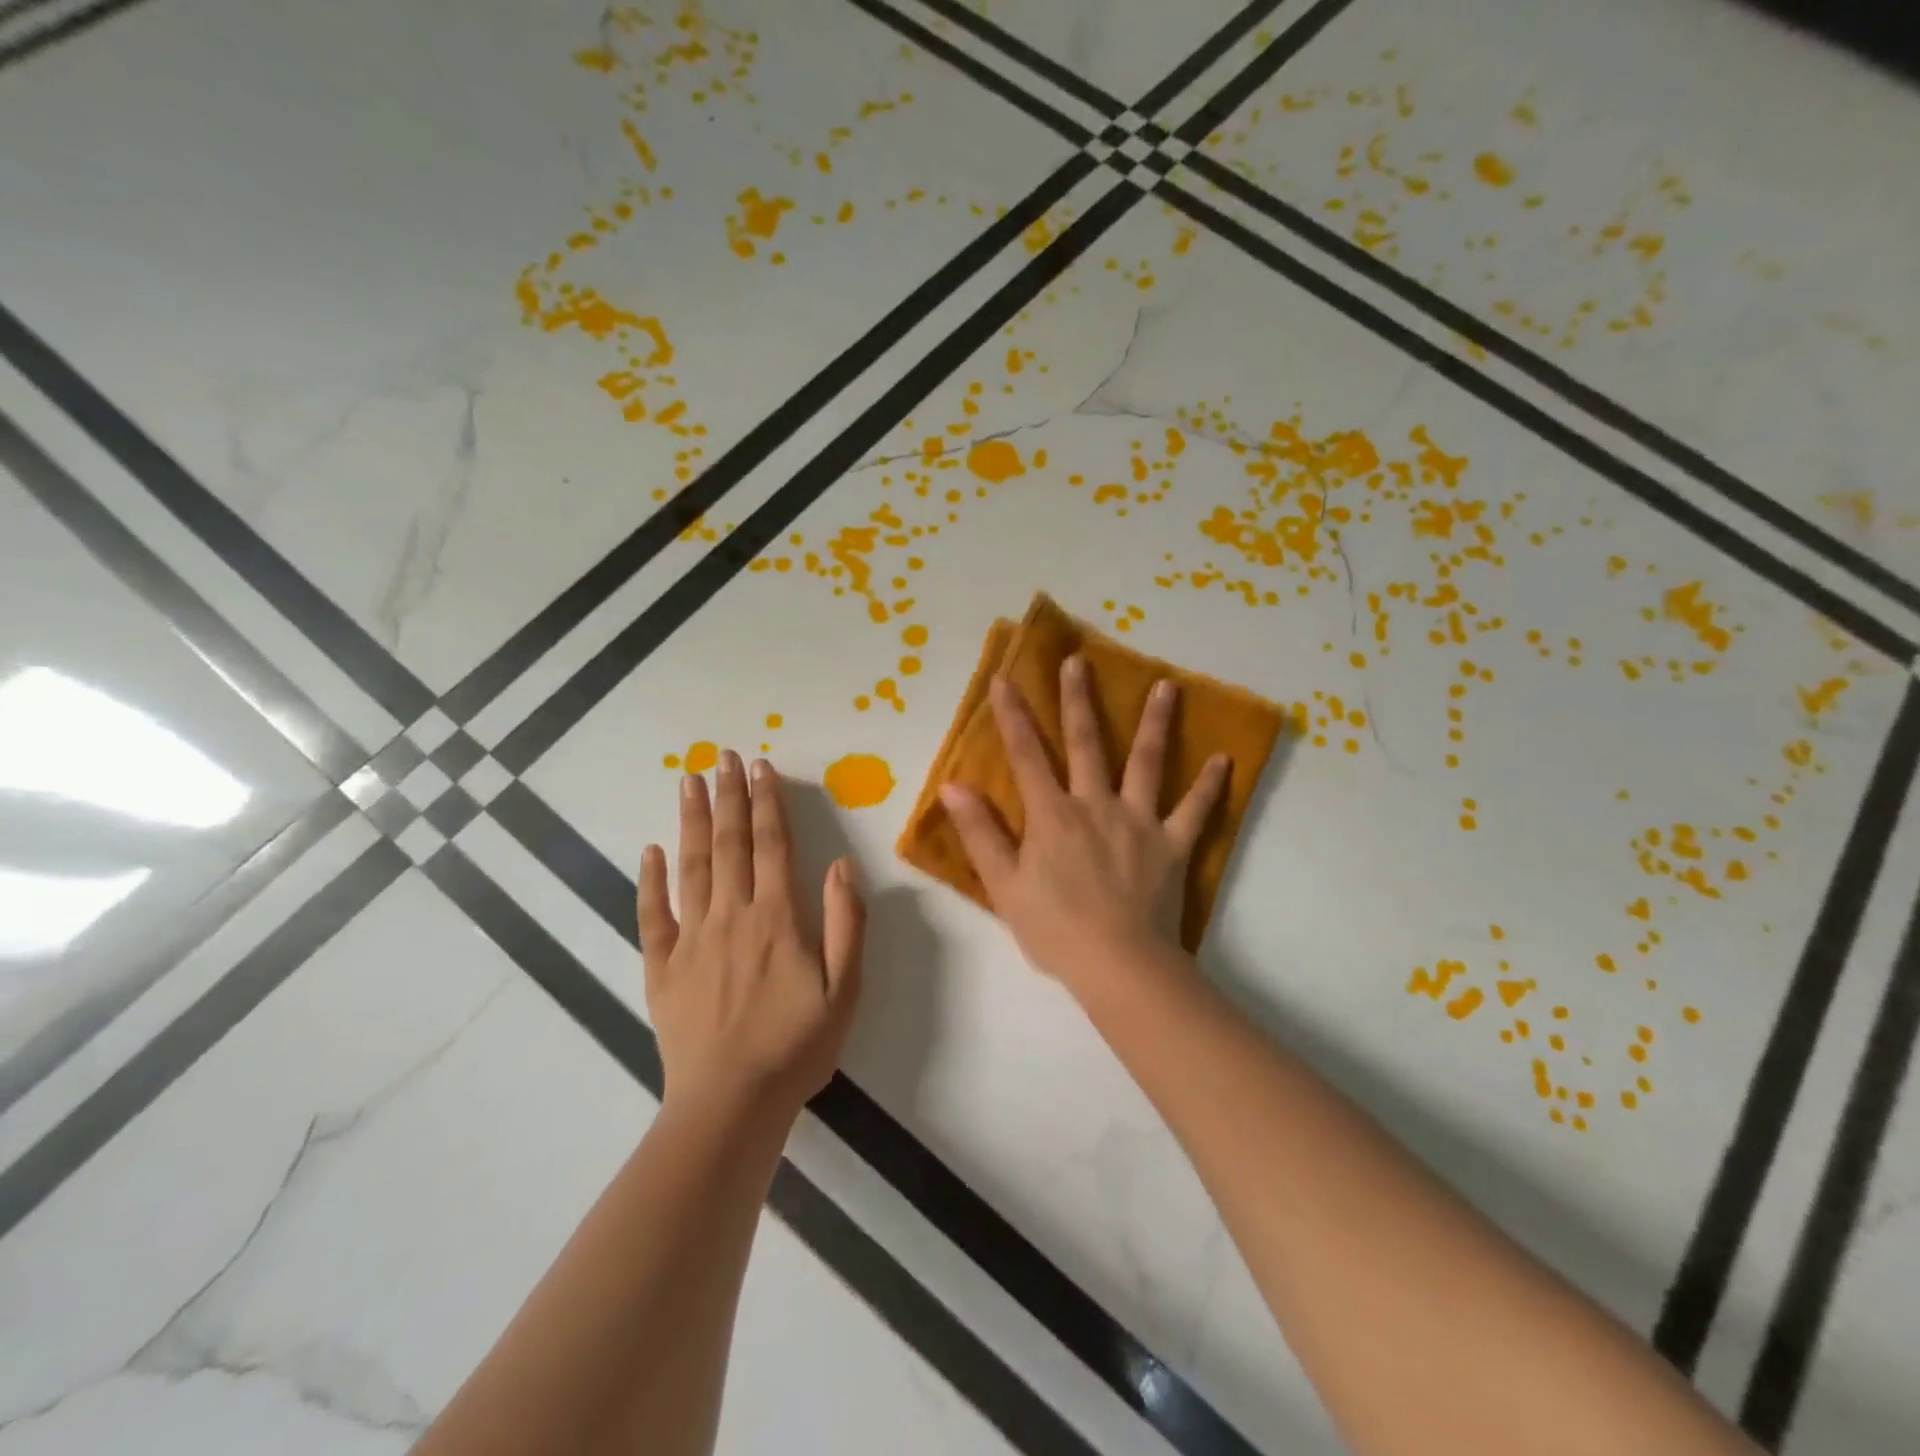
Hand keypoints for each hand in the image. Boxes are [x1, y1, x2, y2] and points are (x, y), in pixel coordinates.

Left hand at [638, 751, 865, 1123]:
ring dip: (692, 820)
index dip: (767, 803)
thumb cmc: (796, 1046)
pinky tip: (650, 850)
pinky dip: (650, 880)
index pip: (771, 845)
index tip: (760, 767)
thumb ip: (845, 922)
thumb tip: (840, 864)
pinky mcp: (662, 967)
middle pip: (729, 844)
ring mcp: (691, 939)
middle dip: (728, 796)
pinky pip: (652, 915)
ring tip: (688, 781)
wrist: (730, 1105)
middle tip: (721, 755)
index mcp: (776, 918)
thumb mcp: (845, 989)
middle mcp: (731, 916)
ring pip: (691, 866)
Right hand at [938, 656, 1227, 993]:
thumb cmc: (1055, 929)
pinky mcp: (1173, 845)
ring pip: (1147, 762)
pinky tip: (1224, 760)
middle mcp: (1096, 804)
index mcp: (1053, 815)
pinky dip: (1209, 786)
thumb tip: (953, 786)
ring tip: (1167, 686)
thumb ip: (980, 833)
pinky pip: (1195, 810)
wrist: (1119, 965)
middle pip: (1086, 742)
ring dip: (1155, 722)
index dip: (1012, 716)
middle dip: (1078, 699)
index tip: (1003, 679)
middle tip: (1079, 660)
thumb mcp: (1004, 885)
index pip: (1026, 755)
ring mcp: (1139, 821)